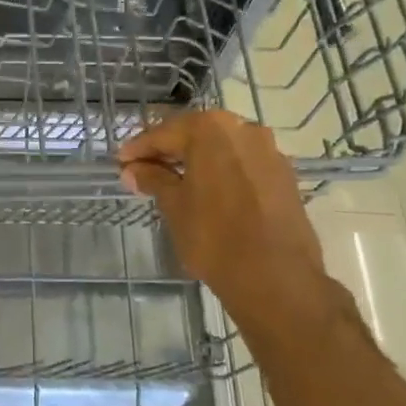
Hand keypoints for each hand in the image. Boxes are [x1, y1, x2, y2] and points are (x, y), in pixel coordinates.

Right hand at [118, 111, 326, 309]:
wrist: (276, 277)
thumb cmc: (214, 236)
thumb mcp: (174, 206)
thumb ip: (153, 179)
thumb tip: (132, 170)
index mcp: (211, 129)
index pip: (164, 133)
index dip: (139, 149)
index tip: (121, 163)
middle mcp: (244, 129)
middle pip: (196, 134)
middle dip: (169, 150)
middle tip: (143, 169)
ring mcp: (269, 151)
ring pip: (222, 148)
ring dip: (196, 160)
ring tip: (174, 181)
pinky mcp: (285, 175)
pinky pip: (243, 164)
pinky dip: (222, 171)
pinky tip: (208, 191)